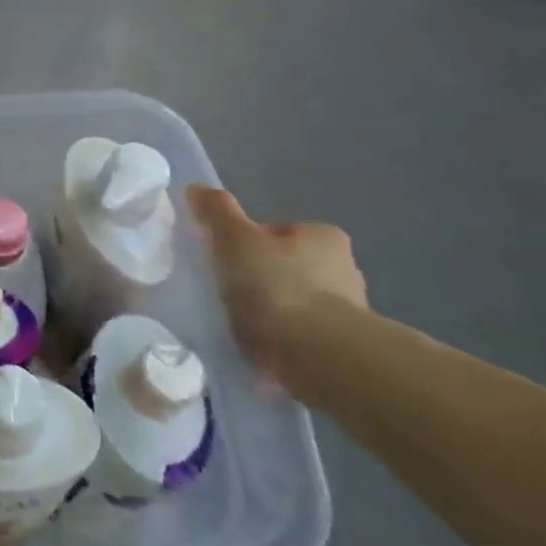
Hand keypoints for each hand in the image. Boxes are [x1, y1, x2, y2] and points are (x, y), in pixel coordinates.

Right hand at [185, 185, 366, 393]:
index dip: (247, 242)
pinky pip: (302, 333)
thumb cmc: (277, 287)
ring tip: (241, 322)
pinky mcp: (344, 348)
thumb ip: (216, 212)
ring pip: (296, 300)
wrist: (322, 358)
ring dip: (273, 309)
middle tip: (227, 291)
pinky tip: (260, 345)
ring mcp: (349, 311)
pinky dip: (282, 337)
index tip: (225, 260)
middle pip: (287, 265)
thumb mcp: (235, 240)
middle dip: (261, 276)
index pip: (277, 231)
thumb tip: (197, 187)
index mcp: (323, 236)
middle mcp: (344, 268)